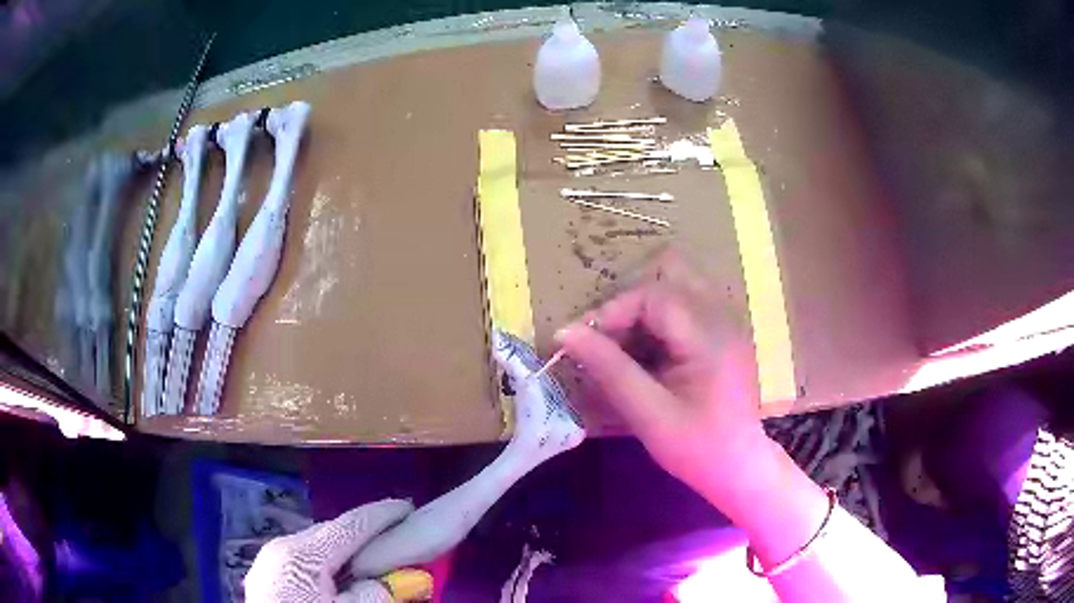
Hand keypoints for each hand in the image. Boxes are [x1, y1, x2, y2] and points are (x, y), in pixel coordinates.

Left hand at [245, 499, 413, 601]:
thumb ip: (377, 594)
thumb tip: (392, 579)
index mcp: (300, 553)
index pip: (349, 525)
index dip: (382, 515)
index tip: (408, 507)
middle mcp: (280, 548)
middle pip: (332, 534)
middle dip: (364, 537)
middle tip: (395, 544)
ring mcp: (270, 562)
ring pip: (317, 549)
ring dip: (346, 555)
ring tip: (371, 566)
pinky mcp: (267, 577)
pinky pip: (304, 563)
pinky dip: (327, 568)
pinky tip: (340, 582)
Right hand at [554, 251, 773, 521]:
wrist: (740, 468)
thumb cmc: (697, 448)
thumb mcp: (648, 414)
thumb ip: (609, 369)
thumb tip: (566, 332)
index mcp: (708, 336)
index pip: (653, 294)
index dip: (613, 310)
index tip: (584, 341)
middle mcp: (722, 317)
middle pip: (670, 275)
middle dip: (631, 302)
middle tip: (608, 339)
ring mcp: (727, 323)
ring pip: (679, 286)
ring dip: (645, 310)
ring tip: (625, 348)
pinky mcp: (724, 334)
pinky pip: (686, 305)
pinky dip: (660, 321)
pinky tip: (649, 356)